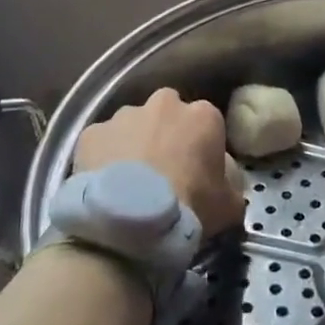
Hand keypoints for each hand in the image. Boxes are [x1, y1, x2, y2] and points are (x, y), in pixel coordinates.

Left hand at [75, 87, 244, 236]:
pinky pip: (101, 143)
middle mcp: (163, 104)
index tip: (197, 171)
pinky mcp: (92, 132)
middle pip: (167, 114)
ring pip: (131, 125)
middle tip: (162, 171)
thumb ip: (231, 184)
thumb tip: (225, 180)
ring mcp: (124, 115)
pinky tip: (103, 187)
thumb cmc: (189, 207)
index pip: (207, 122)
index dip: (201, 147)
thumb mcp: (230, 205)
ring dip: (133, 144)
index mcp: (202, 115)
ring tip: (129, 183)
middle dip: (165, 135)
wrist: (131, 221)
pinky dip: (103, 158)